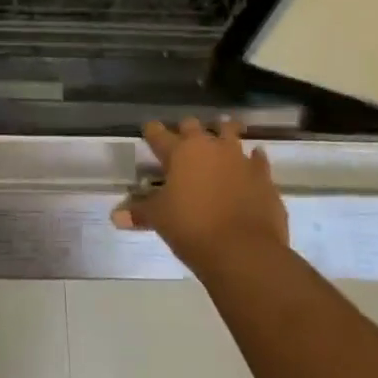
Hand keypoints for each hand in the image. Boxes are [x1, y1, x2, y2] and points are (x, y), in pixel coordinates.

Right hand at [114, 119, 288, 277]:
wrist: (245, 251)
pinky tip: (252, 162)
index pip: (158, 133)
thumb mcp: (160, 220)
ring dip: (224, 133)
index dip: (152, 131)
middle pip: (194, 126)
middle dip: (187, 130)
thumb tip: (115, 217)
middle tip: (184, 140)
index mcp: (180, 152)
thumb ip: (139, 212)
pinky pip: (258, 159)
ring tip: (221, 135)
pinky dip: (253, 159)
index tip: (149, 131)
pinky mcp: (263, 176)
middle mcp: (209, 146)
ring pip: (230, 132)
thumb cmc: (193, 229)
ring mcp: (239, 158)